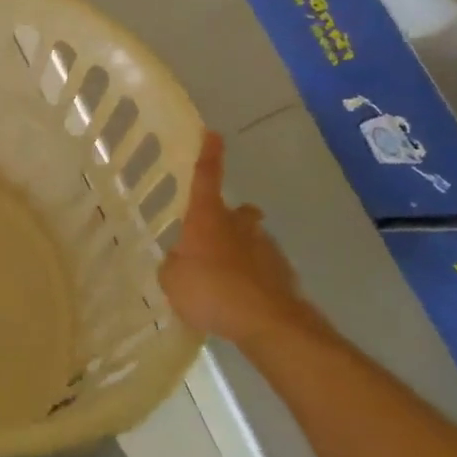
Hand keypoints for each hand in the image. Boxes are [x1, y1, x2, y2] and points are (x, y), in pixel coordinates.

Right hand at [158, 130, 325, 350]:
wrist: (269, 323)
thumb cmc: (212, 290)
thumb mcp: (172, 280)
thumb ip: (173, 265)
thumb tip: (180, 262)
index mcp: (208, 217)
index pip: (206, 176)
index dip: (209, 155)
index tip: (212, 134)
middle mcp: (239, 224)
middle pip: (238, 212)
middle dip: (230, 219)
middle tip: (214, 238)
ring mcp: (266, 248)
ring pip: (252, 241)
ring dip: (241, 254)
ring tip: (226, 282)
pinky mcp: (284, 275)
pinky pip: (264, 271)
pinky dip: (254, 280)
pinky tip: (242, 303)